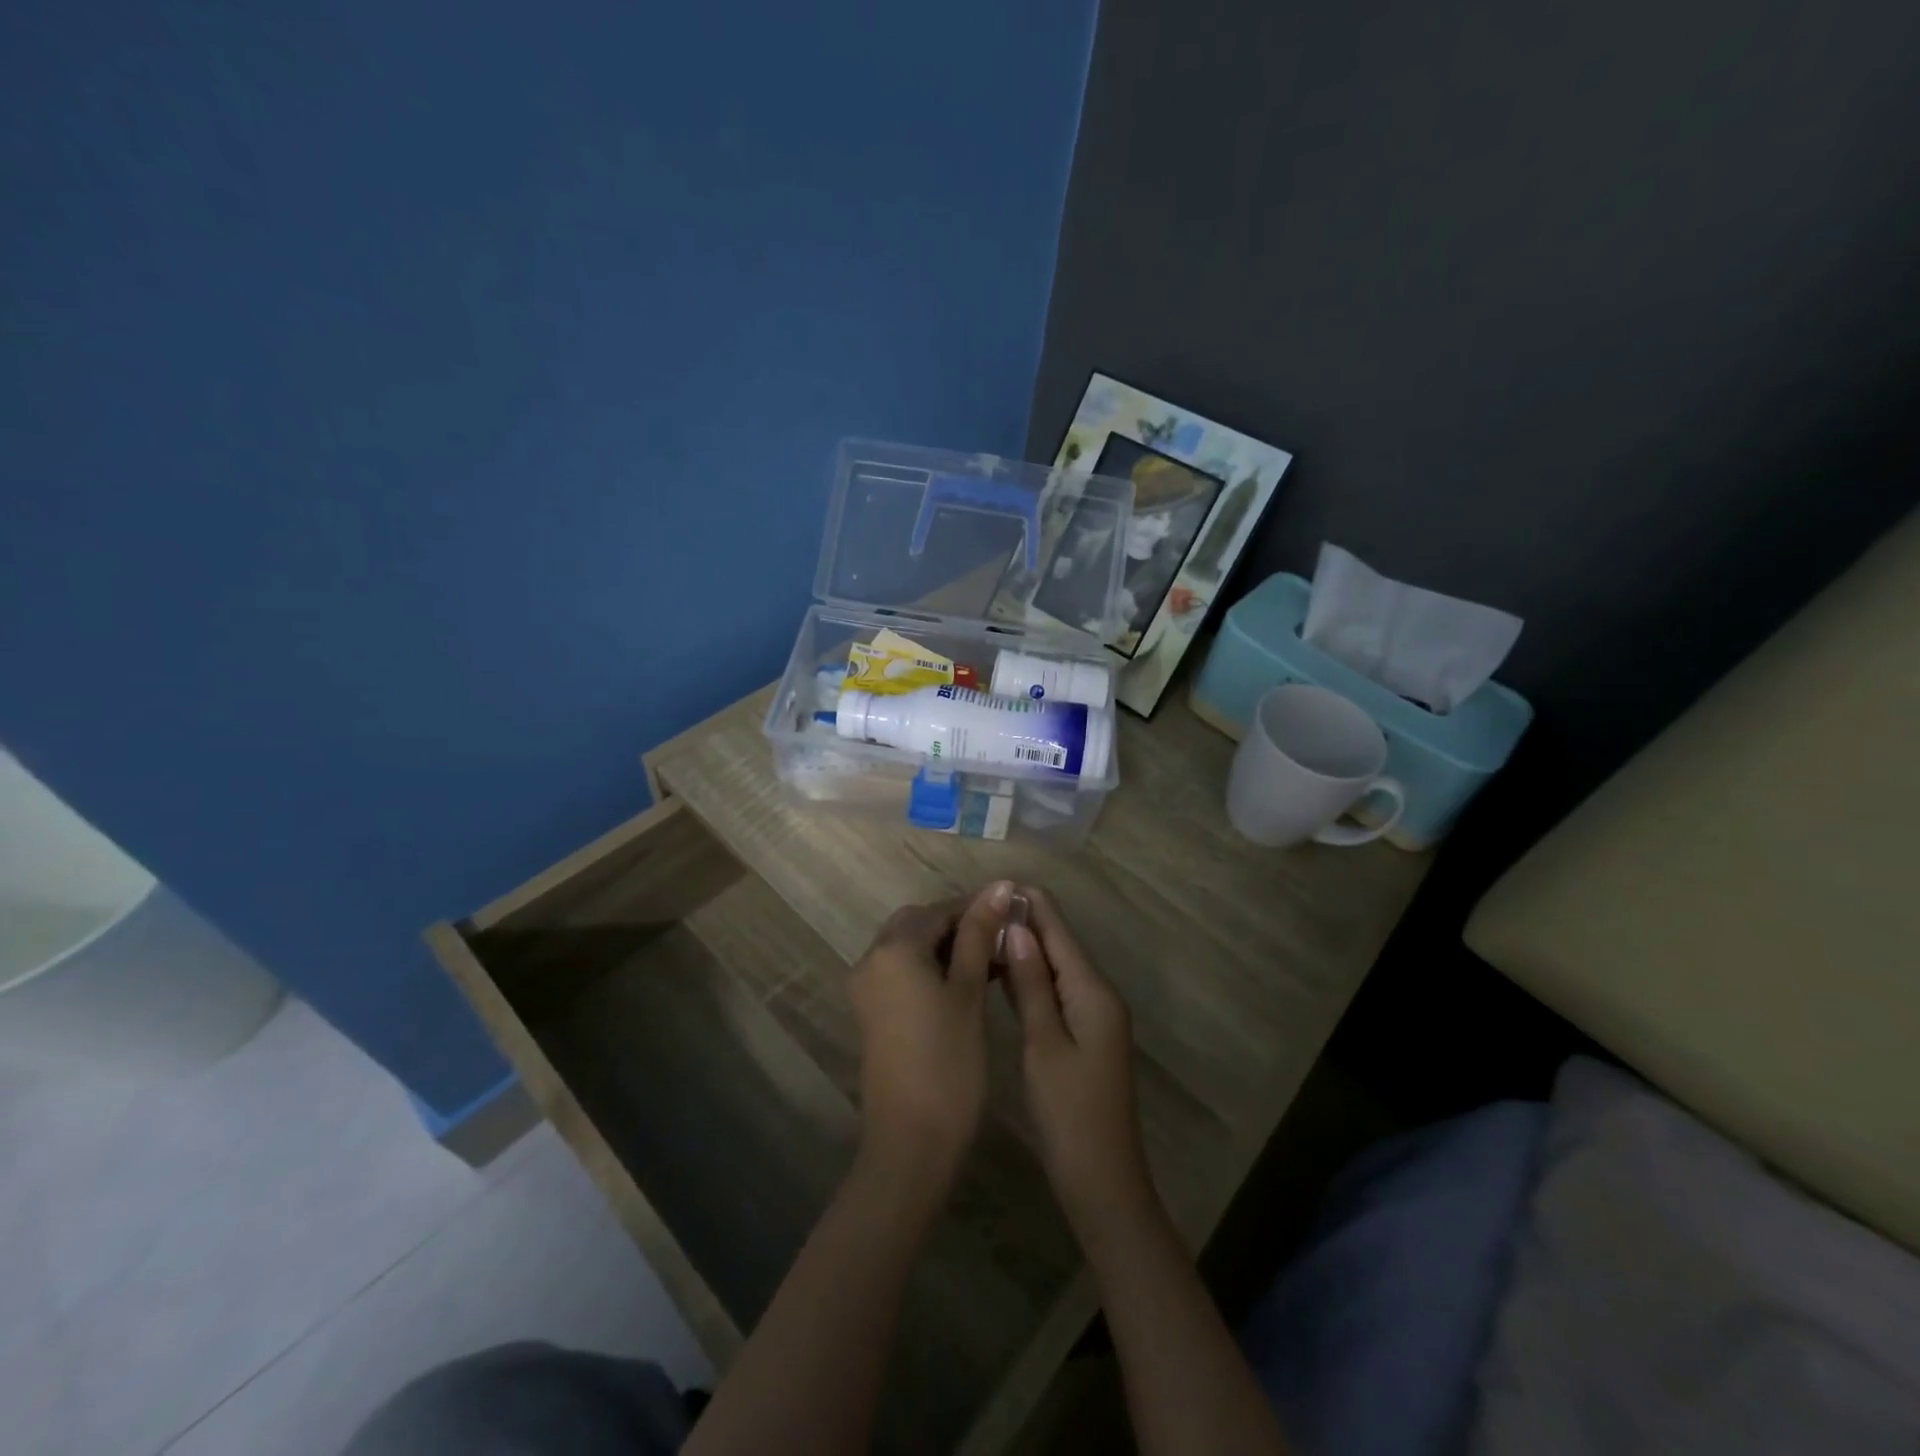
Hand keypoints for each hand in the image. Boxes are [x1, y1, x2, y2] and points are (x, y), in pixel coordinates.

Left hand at [848, 881, 1012, 1196]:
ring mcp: (867, 988)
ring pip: (909, 948)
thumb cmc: (948, 1062)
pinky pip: (902, 973)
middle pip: (918, 924)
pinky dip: (931, 969)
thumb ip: (980, 935)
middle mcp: (871, 960)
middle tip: (1002, 941)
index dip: (976, 908)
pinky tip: (967, 985)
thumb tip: (998, 886)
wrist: (910, 1142)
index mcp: (893, 949)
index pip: (939, 909)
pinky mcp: (872, 1013)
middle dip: (959, 926)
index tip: (1013, 912)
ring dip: (947, 947)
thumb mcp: (969, 993)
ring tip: (993, 963)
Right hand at [1000, 886, 1155, 1236]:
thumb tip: (1015, 927)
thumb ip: (1031, 983)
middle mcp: (1098, 994)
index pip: (1059, 930)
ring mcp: (1093, 1015)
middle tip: (976, 910)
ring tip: (981, 931)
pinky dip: (1031, 976)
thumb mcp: (1044, 1044)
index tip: (992, 885)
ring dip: (1024, 948)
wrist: (1102, 1180)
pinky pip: (1056, 990)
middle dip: (1023, 922)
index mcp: (1093, 990)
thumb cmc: (1069, 1112)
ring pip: (1056, 966)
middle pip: (1059, 943)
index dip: (1029, 903)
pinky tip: (1002, 972)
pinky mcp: (1084, 1035)